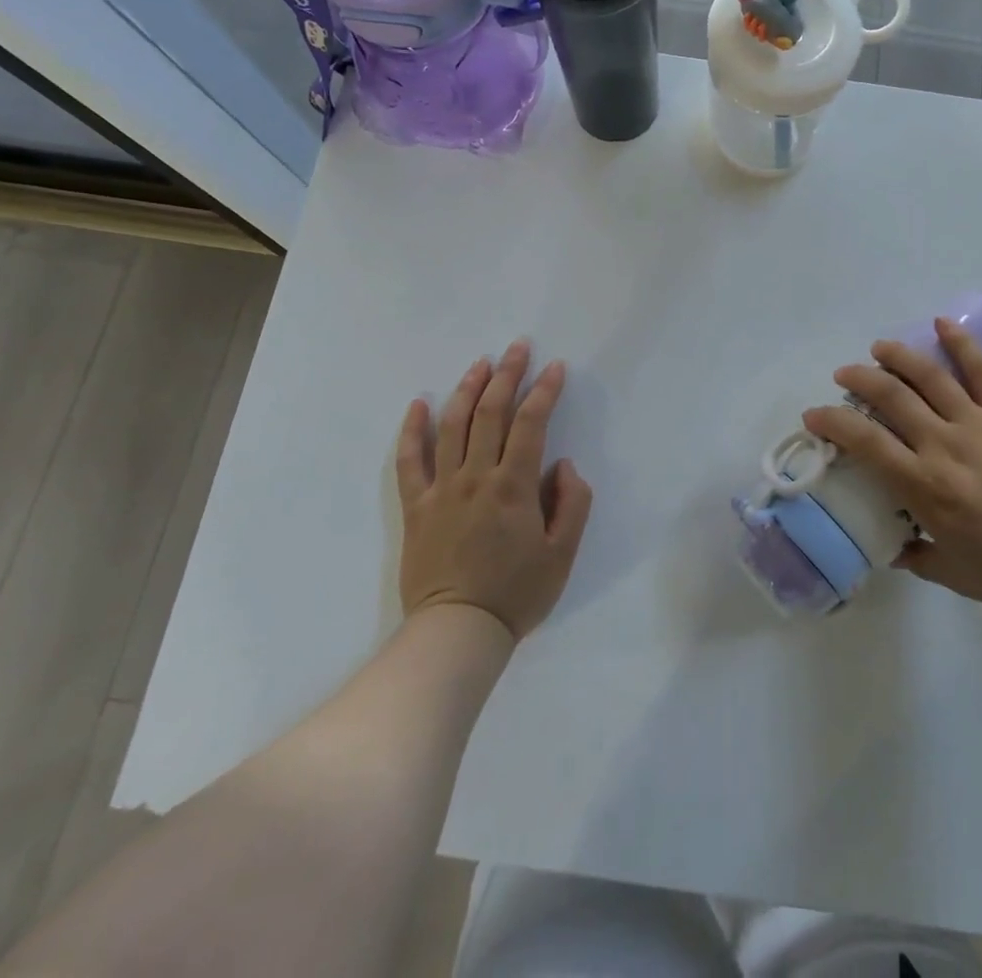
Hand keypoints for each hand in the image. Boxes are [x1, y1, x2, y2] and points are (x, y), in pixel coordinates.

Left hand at [391, 339, 592, 641]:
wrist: (457, 632)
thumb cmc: (516, 594)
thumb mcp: (562, 554)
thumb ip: (571, 503)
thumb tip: (563, 465)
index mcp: (513, 487)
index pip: (531, 424)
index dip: (544, 391)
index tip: (555, 368)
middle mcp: (476, 477)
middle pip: (490, 413)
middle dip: (507, 375)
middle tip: (518, 347)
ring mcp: (441, 489)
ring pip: (453, 426)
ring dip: (467, 389)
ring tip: (481, 364)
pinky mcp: (416, 507)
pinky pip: (410, 461)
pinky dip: (413, 430)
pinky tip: (419, 404)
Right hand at [803, 320, 981, 623]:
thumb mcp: (958, 577)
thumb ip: (919, 559)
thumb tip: (894, 548)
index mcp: (926, 487)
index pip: (865, 442)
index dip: (832, 422)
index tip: (814, 415)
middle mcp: (945, 445)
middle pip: (891, 397)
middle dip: (859, 379)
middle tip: (844, 375)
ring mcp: (981, 425)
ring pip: (930, 376)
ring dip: (898, 356)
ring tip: (879, 347)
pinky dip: (962, 343)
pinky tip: (943, 324)